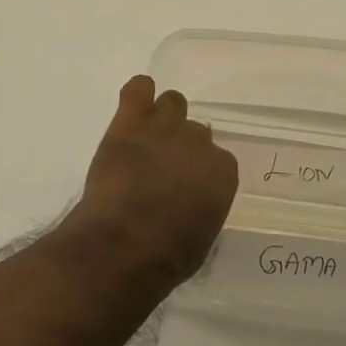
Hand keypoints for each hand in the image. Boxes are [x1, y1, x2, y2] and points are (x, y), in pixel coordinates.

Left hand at [64, 75, 239, 287]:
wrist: (124, 246)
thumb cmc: (167, 256)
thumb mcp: (201, 236)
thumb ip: (202, 206)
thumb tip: (191, 201)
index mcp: (222, 171)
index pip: (217, 159)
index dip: (199, 171)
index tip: (185, 186)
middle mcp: (198, 141)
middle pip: (195, 131)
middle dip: (181, 146)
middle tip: (162, 167)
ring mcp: (163, 127)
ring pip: (172, 102)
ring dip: (163, 117)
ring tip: (147, 137)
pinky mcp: (129, 123)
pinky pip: (138, 88)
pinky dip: (138, 93)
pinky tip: (133, 106)